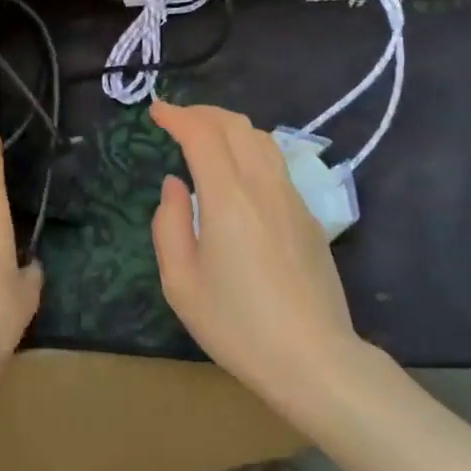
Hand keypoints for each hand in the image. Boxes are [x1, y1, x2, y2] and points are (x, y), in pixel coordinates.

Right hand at [149, 101, 359, 404]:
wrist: (314, 359)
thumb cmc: (238, 326)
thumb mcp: (181, 283)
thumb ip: (169, 225)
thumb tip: (174, 185)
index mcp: (228, 198)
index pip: (202, 135)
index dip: (177, 116)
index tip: (156, 110)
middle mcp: (263, 186)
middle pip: (236, 126)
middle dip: (203, 113)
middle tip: (177, 119)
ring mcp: (292, 199)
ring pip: (261, 139)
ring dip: (229, 126)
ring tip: (206, 136)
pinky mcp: (309, 216)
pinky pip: (276, 163)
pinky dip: (250, 148)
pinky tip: (238, 170)